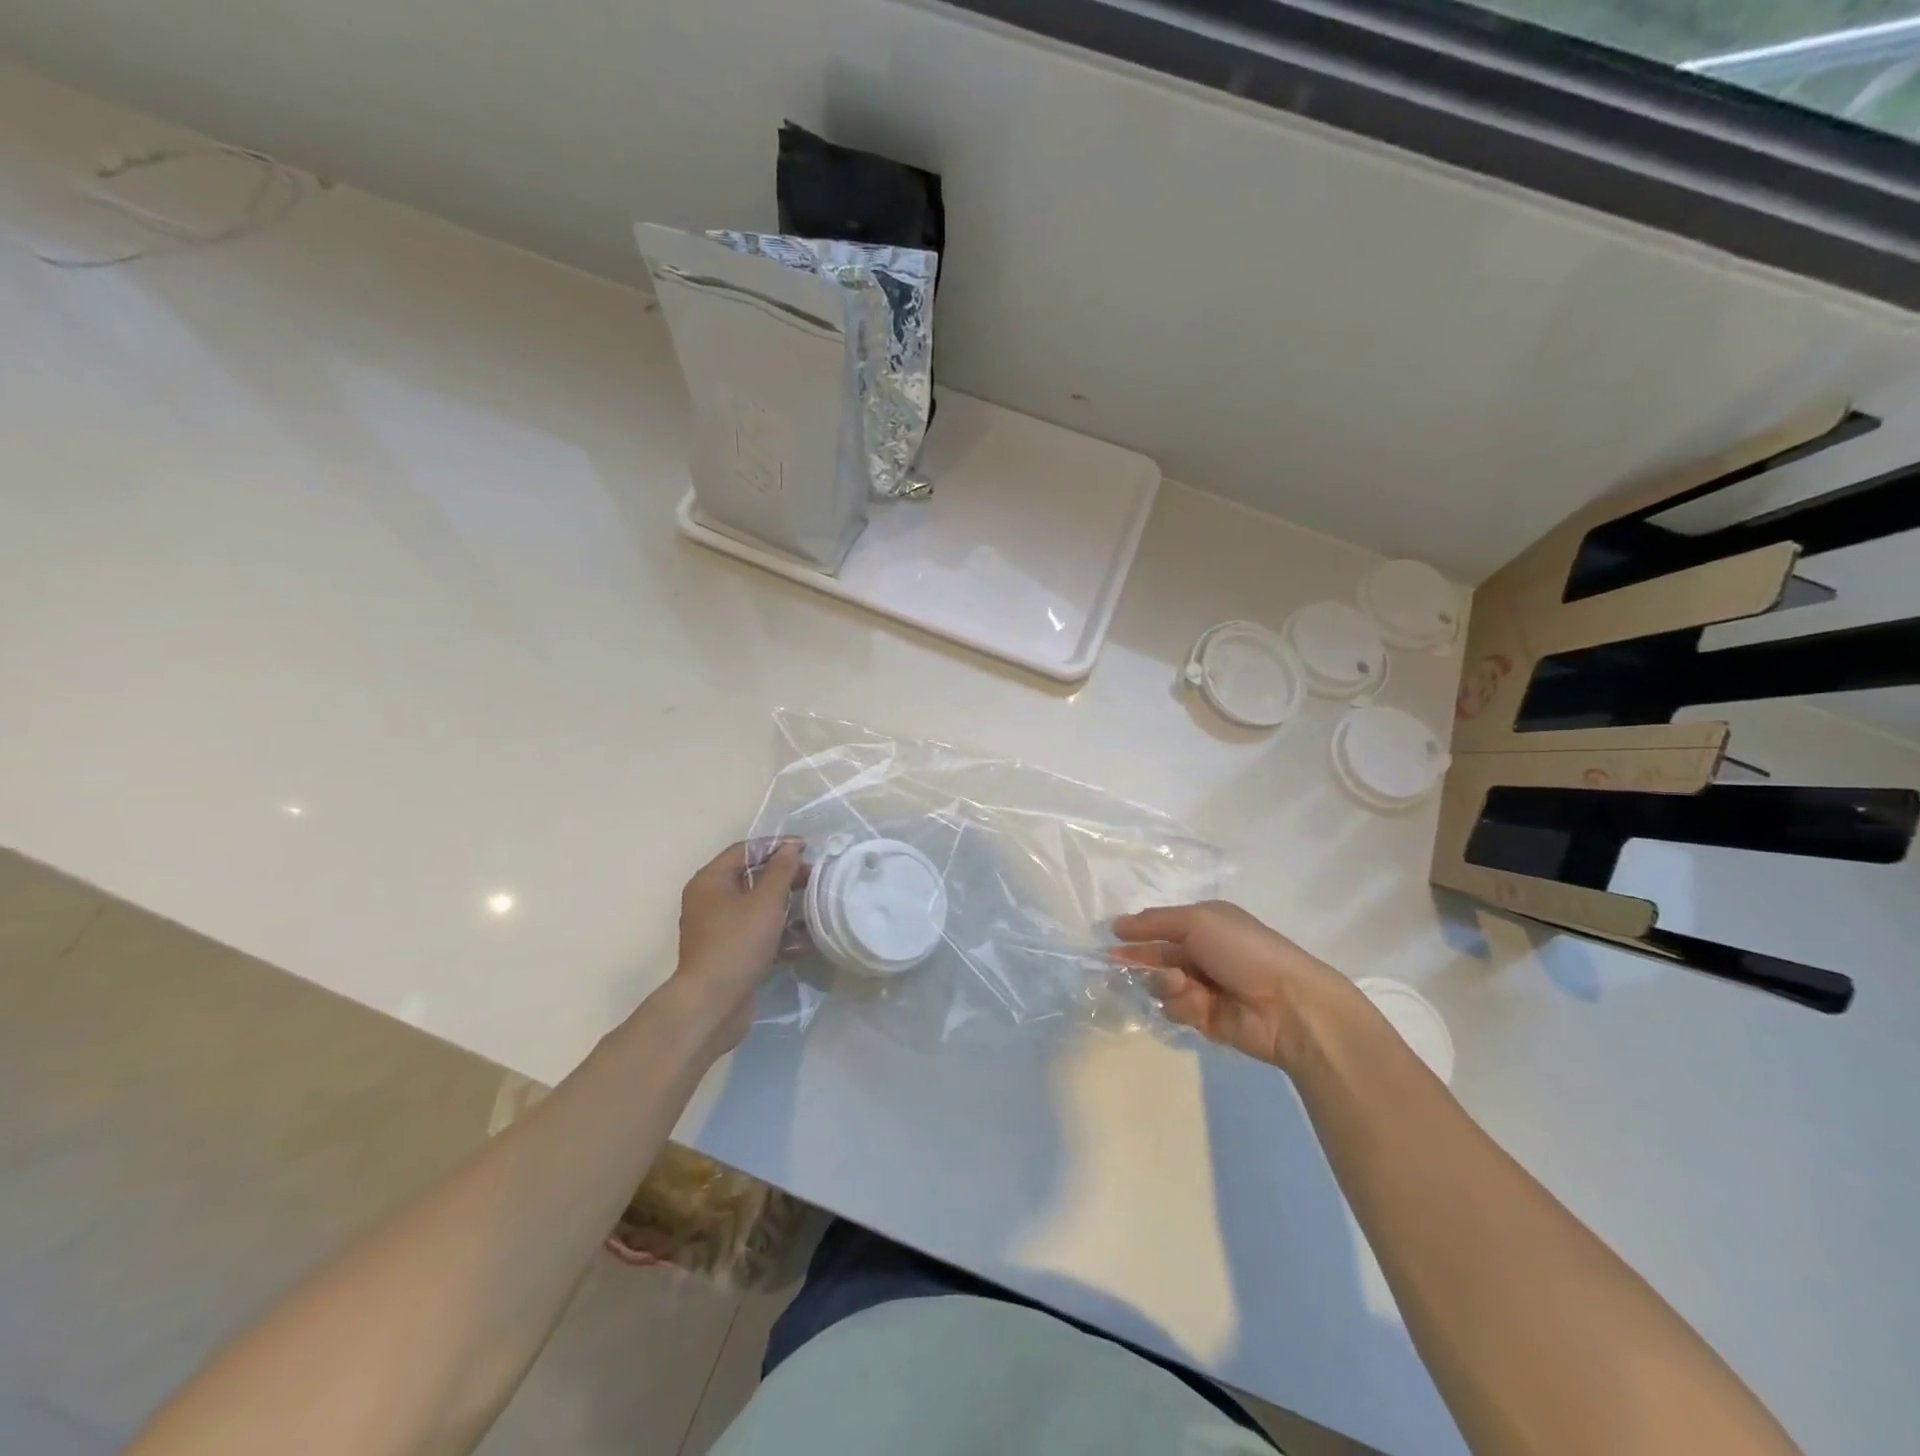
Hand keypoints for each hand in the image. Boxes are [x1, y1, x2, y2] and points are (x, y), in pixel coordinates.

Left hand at [668, 839, 804, 1049]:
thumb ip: (781, 871)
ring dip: (785, 908)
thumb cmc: (737, 944)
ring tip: (814, 909)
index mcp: (710, 881)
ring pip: (757, 909)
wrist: (712, 1004)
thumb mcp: (765, 902)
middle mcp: (709, 901)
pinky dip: (778, 935)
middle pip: (751, 878)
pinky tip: (804, 943)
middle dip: (784, 878)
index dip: (777, 845)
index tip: (807, 849)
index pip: (745, 850)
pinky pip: (756, 934)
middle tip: (814, 879)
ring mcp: (718, 929)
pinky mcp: (729, 954)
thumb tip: (791, 848)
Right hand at [1112, 901, 1359, 1069]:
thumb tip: (1117, 925)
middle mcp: (1203, 954)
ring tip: (1180, 983)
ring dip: (1162, 981)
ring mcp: (1203, 988)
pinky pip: (1175, 1009)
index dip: (1137, 931)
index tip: (1112, 937)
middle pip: (1156, 956)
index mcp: (1206, 925)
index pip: (1162, 926)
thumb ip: (1155, 922)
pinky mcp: (1204, 1019)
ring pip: (1160, 984)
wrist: (1287, 1005)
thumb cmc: (1244, 950)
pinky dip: (1179, 1004)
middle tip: (1115, 962)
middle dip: (1139, 958)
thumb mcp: (1198, 921)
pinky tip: (1194, 1001)